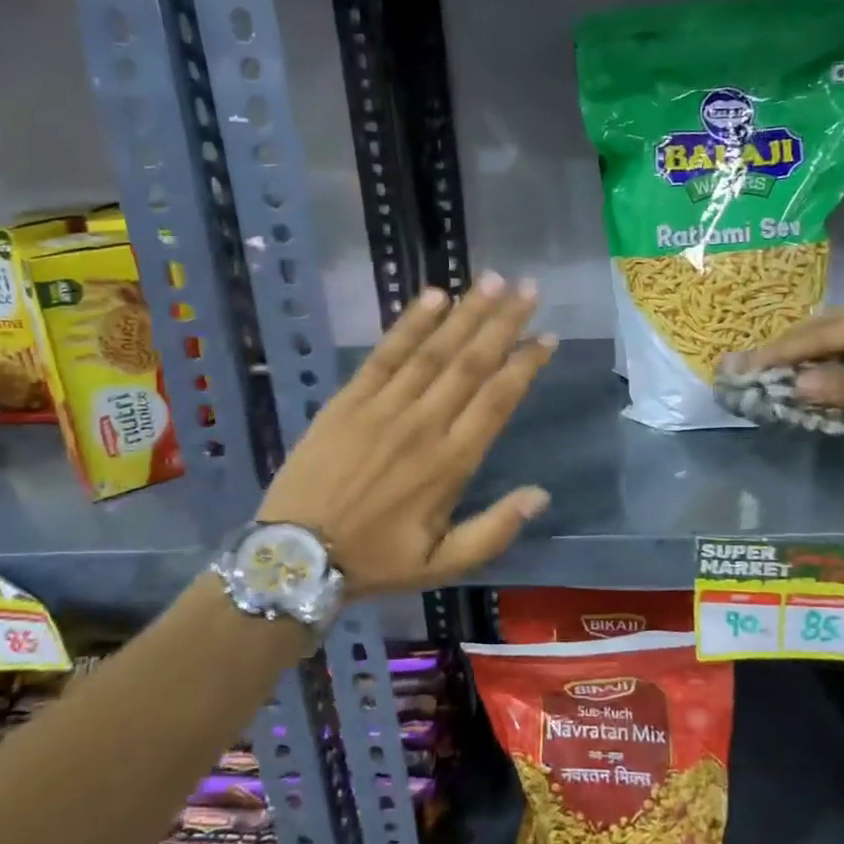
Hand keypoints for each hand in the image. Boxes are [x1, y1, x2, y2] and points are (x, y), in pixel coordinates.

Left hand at [256, 272, 555, 596]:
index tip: (547, 336)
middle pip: (471, 363)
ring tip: (492, 280)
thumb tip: (541, 494)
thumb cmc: (376, 560)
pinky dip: (410, 324)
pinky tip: (434, 297)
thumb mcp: (443, 564)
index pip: (498, 400)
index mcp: (451, 463)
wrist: (296, 557)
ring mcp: (383, 408)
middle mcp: (423, 425)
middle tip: (528, 288)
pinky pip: (385, 354)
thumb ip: (494, 529)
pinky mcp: (348, 400)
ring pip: (433, 351)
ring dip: (465, 312)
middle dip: (503, 323)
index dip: (525, 364)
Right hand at [728, 295, 843, 442]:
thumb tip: (796, 385)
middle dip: (794, 350)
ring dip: (816, 360)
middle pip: (833, 330)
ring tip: (779, 372)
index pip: (826, 332)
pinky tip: (824, 382)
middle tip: (755, 365)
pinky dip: (842, 372)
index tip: (748, 364)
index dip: (785, 350)